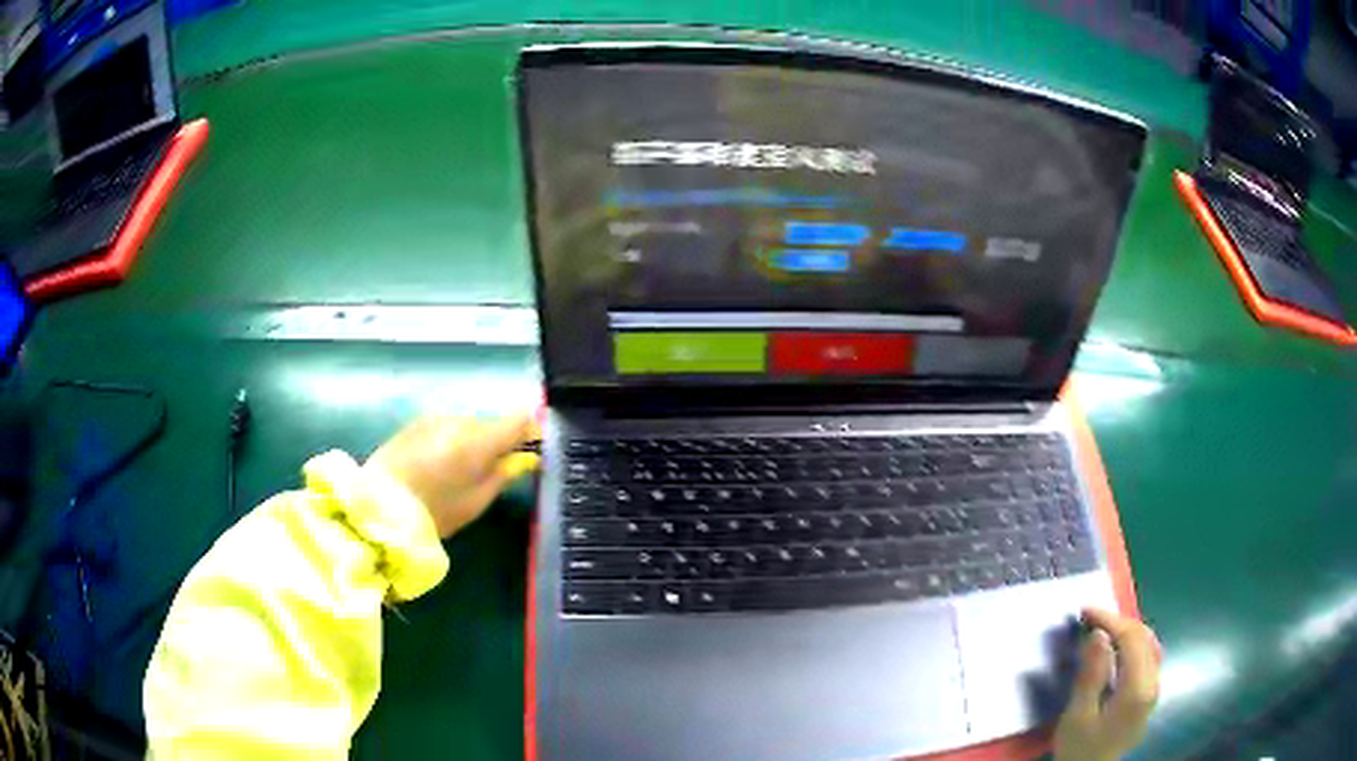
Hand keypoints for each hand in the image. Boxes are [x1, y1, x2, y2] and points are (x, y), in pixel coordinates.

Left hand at [367, 413, 540, 537]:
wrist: (379, 506)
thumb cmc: (435, 511)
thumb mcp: (477, 501)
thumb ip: (505, 473)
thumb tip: (528, 457)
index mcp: (479, 440)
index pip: (520, 420)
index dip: (532, 432)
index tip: (535, 449)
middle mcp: (459, 419)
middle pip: (491, 425)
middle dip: (498, 443)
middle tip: (494, 473)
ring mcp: (435, 418)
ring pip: (468, 426)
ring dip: (472, 442)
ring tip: (459, 473)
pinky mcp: (416, 423)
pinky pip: (446, 428)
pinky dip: (451, 442)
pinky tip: (437, 466)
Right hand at [1054, 607, 1161, 760]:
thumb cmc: (1080, 748)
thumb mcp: (1078, 716)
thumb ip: (1091, 675)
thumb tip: (1099, 634)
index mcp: (1138, 688)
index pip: (1132, 639)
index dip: (1110, 620)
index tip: (1085, 611)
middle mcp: (1153, 682)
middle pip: (1143, 638)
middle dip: (1118, 622)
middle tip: (1090, 617)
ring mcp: (1154, 688)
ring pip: (1148, 644)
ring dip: (1127, 631)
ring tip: (1102, 628)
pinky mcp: (1148, 694)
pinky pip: (1147, 656)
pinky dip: (1133, 644)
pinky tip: (1117, 648)